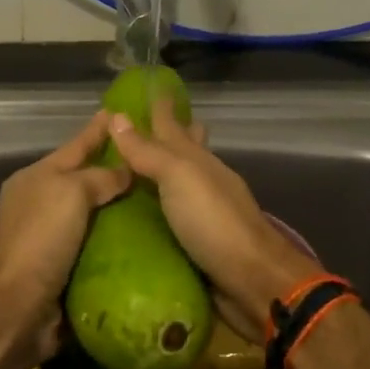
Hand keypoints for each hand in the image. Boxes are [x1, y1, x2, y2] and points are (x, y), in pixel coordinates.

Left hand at [0, 112, 132, 364]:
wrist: (18, 305)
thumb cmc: (41, 239)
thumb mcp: (70, 193)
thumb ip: (99, 177)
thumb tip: (125, 171)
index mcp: (36, 179)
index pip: (75, 146)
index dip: (97, 130)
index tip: (120, 112)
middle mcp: (41, 205)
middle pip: (84, 180)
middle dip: (114, 171)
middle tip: (152, 161)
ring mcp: (51, 238)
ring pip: (93, 215)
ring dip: (120, 209)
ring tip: (158, 199)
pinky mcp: (64, 269)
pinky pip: (97, 247)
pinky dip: (118, 242)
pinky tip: (146, 238)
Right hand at [106, 98, 319, 336]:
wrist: (252, 281)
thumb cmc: (214, 223)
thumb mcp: (179, 178)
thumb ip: (149, 152)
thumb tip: (117, 117)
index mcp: (198, 161)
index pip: (173, 125)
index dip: (159, 106)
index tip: (145, 87)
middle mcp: (201, 182)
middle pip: (183, 150)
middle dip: (165, 135)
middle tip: (132, 129)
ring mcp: (201, 213)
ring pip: (176, 185)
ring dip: (156, 175)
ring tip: (124, 172)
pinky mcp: (196, 243)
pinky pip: (170, 218)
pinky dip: (155, 211)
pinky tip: (137, 216)